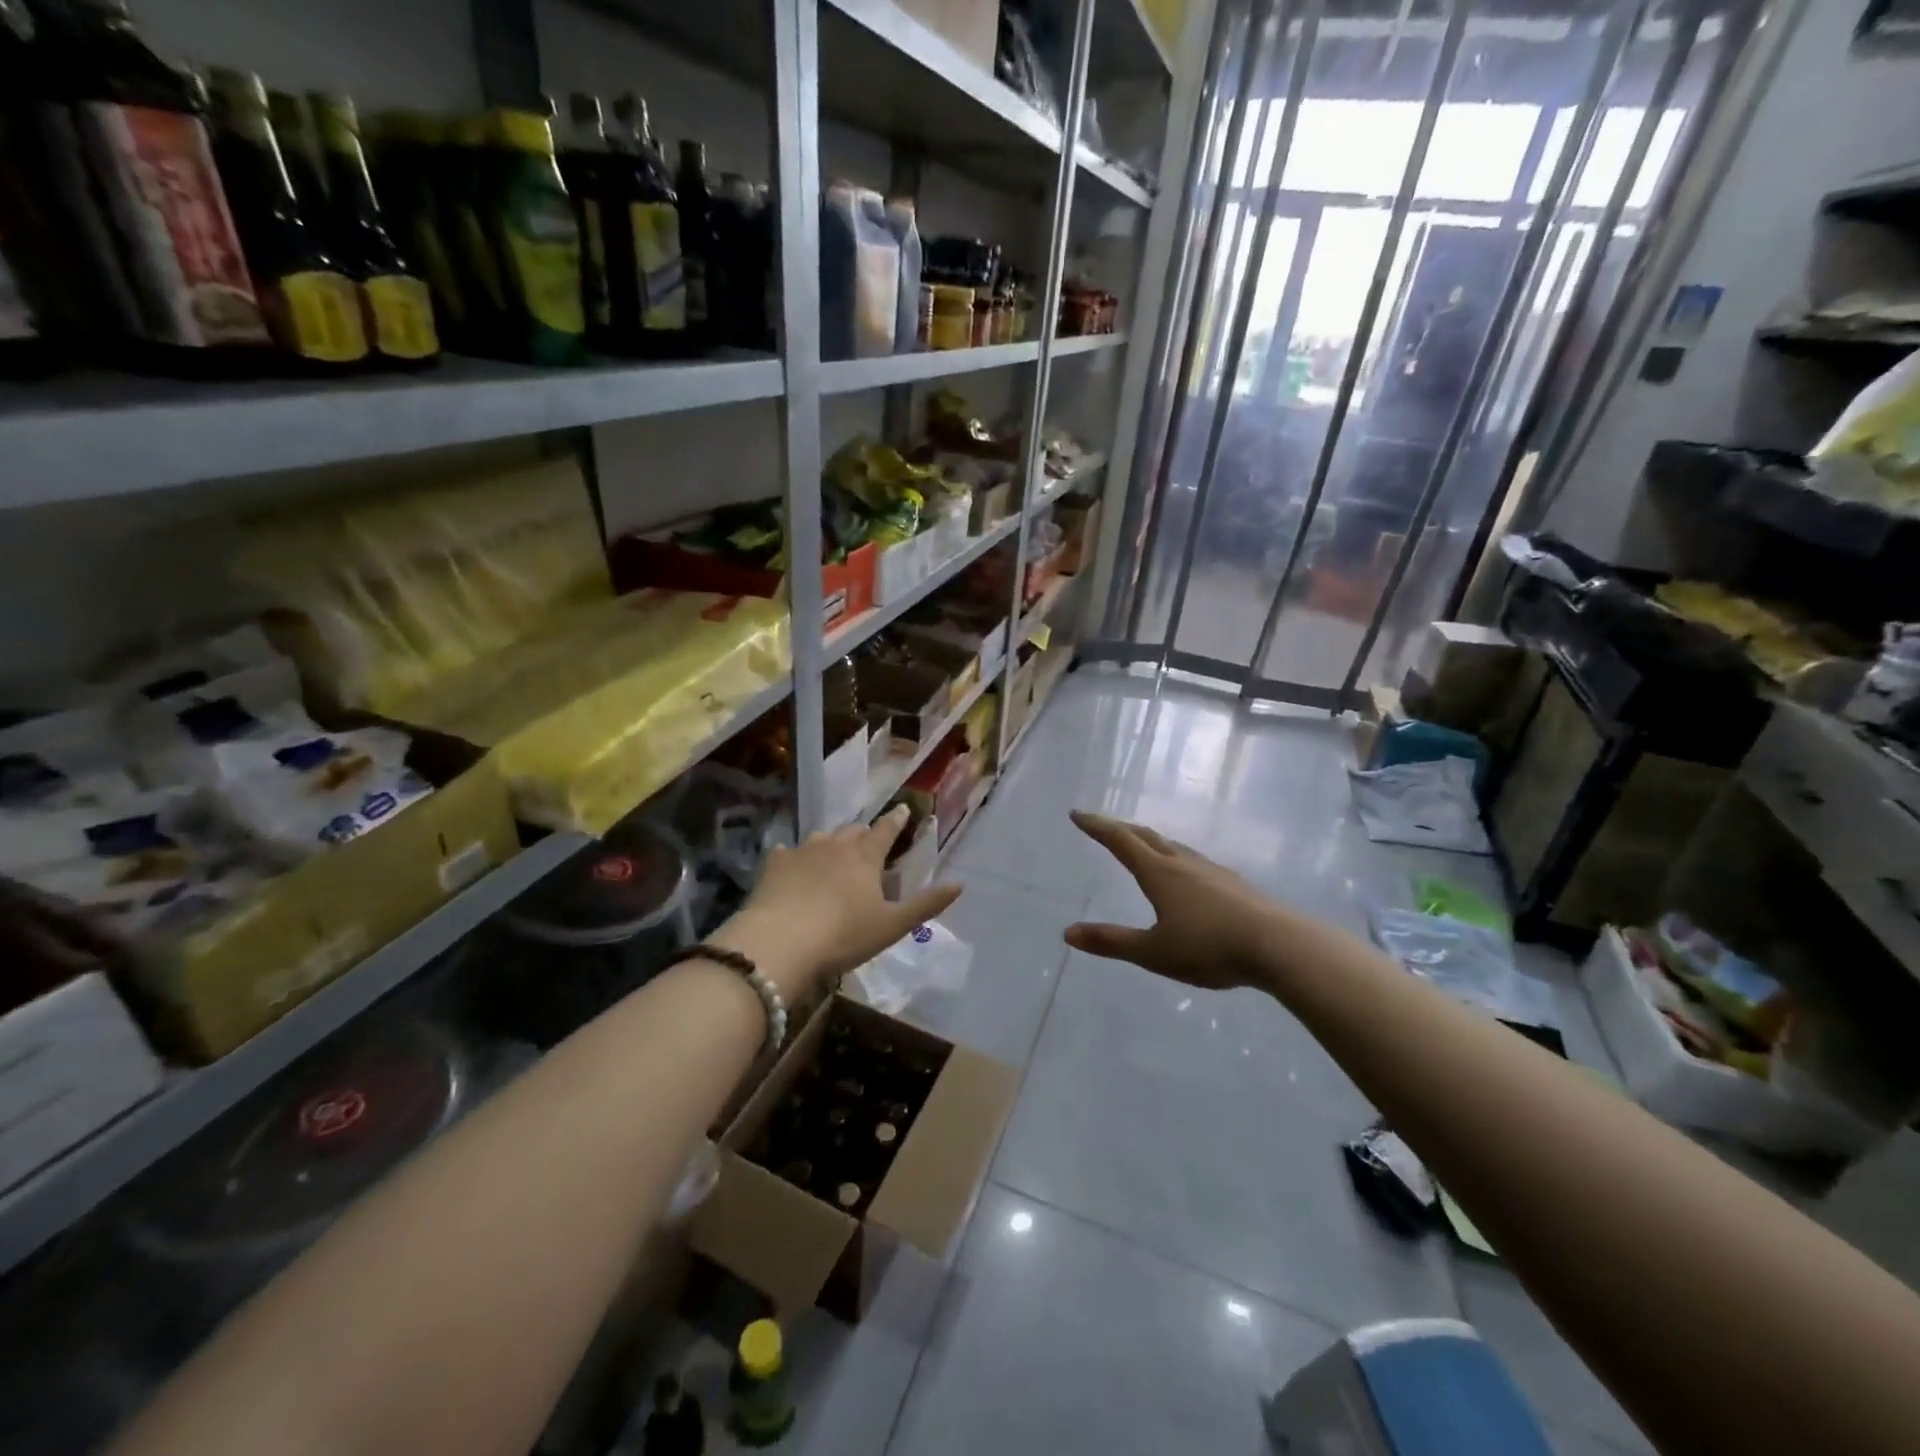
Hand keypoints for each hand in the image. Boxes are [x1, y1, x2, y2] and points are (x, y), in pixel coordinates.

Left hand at [714, 806, 961, 1000]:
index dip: (897, 820)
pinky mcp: (774, 866)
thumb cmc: (843, 935)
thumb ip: (927, 904)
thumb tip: (960, 884)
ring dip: (830, 843)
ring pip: (821, 837)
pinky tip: (789, 864)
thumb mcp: (892, 925)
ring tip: (832, 854)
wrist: (779, 943)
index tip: (903, 808)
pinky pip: (786, 853)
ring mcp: (801, 852)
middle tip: (868, 842)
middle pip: (853, 831)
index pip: (886, 830)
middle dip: (864, 834)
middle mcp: (835, 846)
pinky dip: (792, 857)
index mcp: (865, 857)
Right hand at [1065, 811, 1284, 990]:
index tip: (1077, 814)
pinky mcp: (1233, 883)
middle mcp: (1183, 863)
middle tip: (1103, 825)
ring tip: (1141, 844)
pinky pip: (1194, 860)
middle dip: (1121, 828)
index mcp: (1158, 873)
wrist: (1280, 946)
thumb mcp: (1154, 952)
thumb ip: (1111, 942)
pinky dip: (1175, 856)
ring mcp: (1212, 870)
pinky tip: (1185, 873)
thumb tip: (1068, 932)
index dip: (1097, 826)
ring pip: (1173, 846)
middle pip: (1146, 836)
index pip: (1120, 841)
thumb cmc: (1210, 948)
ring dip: (1150, 840)